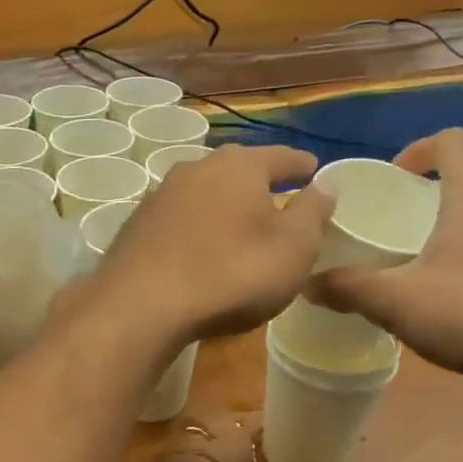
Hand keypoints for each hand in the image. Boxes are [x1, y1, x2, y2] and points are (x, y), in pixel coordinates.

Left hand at [87, 143, 332, 348]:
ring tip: (240, 223)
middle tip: (280, 197)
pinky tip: (200, 245)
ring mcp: (161, 194)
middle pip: (238, 168)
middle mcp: (197, 168)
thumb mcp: (292, 248)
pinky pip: (180, 216)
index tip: (315, 173)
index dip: (303, 167)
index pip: (282, 157)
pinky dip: (197, 225)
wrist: (141, 305)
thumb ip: (313, 213)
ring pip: (205, 190)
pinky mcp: (137, 223)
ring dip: (224, 203)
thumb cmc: (231, 274)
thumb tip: (325, 184)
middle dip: (260, 181)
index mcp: (240, 165)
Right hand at [310, 129, 462, 387]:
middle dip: (426, 197)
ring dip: (449, 232)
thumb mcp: (396, 301)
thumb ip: (347, 288)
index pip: (453, 142)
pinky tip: (449, 301)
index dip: (419, 148)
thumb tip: (306, 283)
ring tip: (414, 265)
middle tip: (391, 226)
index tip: (393, 177)